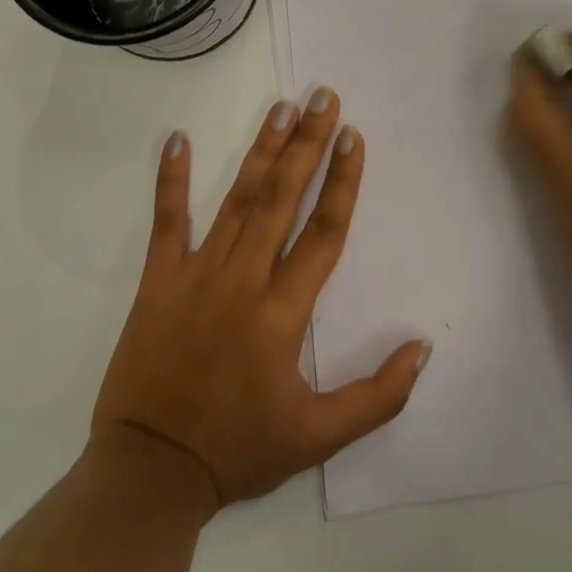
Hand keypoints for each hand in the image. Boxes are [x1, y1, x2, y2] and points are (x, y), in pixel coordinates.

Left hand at [92, 91, 431, 507]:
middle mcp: (244, 279)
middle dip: (307, 144)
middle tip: (323, 97)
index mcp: (283, 312)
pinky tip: (177, 139)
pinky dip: (170, 180)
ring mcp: (197, 274)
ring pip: (236, 200)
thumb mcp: (319, 438)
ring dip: (261, 151)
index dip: (342, 181)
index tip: (353, 136)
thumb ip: (377, 395)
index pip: (323, 232)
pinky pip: (166, 222)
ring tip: (281, 108)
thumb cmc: (239, 449)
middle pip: (282, 199)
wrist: (150, 473)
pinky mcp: (158, 281)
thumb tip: (422, 347)